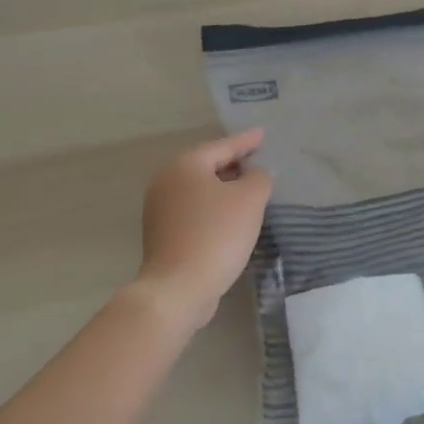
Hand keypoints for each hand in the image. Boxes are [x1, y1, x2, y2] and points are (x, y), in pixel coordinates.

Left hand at [136, 129, 273, 332]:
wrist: (178, 288)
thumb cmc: (216, 235)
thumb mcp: (249, 200)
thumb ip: (259, 178)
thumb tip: (257, 172)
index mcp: (185, 165)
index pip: (223, 146)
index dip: (246, 141)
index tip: (263, 134)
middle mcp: (167, 181)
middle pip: (207, 165)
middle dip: (233, 163)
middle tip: (258, 159)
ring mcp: (160, 209)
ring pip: (199, 189)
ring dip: (224, 187)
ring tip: (248, 188)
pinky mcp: (162, 234)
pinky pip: (194, 210)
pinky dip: (213, 208)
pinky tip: (230, 217)